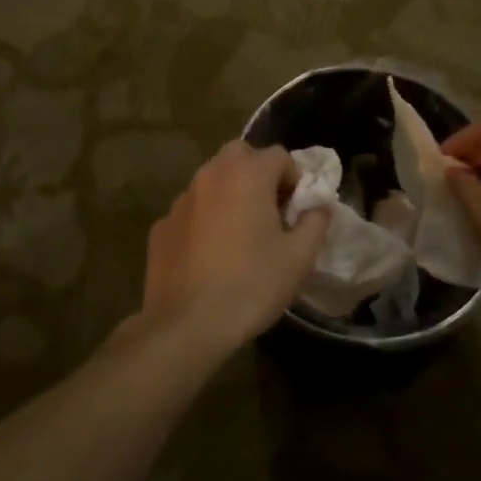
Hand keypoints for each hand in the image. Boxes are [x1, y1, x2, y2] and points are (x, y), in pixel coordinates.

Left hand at [139, 141, 328, 351]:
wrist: (188, 325)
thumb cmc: (252, 285)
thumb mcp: (299, 257)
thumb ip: (315, 221)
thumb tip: (318, 206)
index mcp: (247, 175)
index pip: (279, 155)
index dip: (294, 178)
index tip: (297, 209)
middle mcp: (210, 176)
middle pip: (240, 155)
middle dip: (258, 173)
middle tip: (269, 210)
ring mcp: (181, 200)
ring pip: (211, 180)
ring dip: (229, 193)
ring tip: (239, 233)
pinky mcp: (161, 226)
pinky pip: (191, 210)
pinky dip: (204, 219)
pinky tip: (209, 255)